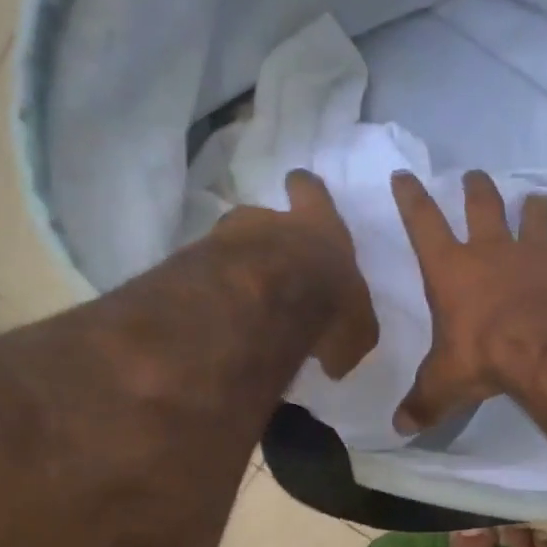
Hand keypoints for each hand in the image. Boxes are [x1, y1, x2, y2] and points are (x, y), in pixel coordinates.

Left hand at [220, 170, 378, 378]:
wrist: (261, 303)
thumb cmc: (325, 302)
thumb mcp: (355, 331)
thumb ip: (345, 338)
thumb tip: (333, 361)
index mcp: (319, 227)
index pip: (311, 192)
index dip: (305, 190)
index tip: (297, 185)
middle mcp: (269, 223)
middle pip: (260, 215)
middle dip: (263, 233)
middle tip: (268, 259)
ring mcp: (224, 239)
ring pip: (228, 244)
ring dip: (234, 265)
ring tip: (238, 297)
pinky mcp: (191, 265)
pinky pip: (203, 276)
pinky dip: (210, 293)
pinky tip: (218, 319)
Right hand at [392, 169, 546, 434]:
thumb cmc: (484, 354)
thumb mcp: (446, 383)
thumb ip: (425, 402)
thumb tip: (400, 428)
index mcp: (453, 270)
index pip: (423, 224)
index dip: (411, 198)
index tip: (404, 175)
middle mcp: (495, 252)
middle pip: (483, 206)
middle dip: (476, 189)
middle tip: (474, 176)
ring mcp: (540, 257)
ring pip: (536, 219)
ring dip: (534, 209)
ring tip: (536, 201)